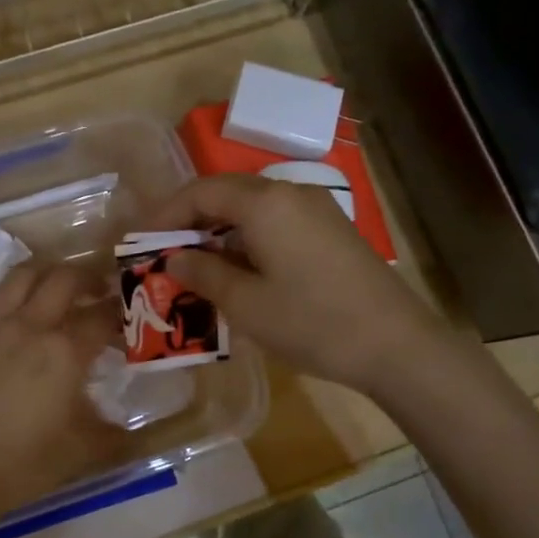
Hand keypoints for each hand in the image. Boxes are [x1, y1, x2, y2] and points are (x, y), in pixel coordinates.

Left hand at [0, 263, 119, 537]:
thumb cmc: (24, 463)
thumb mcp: (84, 452)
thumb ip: (116, 435)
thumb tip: (134, 430)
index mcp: (65, 351)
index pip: (103, 315)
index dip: (121, 311)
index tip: (130, 315)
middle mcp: (31, 325)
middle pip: (66, 277)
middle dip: (90, 277)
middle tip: (100, 289)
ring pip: (25, 272)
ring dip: (50, 271)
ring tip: (60, 285)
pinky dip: (15, 288)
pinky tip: (20, 305)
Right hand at [145, 174, 437, 393]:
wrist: (398, 344)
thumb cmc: (313, 322)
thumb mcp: (246, 304)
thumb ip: (203, 274)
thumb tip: (174, 259)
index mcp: (265, 202)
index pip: (200, 192)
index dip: (165, 214)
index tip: (140, 241)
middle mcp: (290, 193)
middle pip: (226, 193)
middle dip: (190, 220)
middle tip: (164, 252)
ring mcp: (316, 209)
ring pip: (252, 207)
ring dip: (218, 230)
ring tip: (195, 264)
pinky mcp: (331, 229)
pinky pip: (275, 221)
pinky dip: (247, 237)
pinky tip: (239, 269)